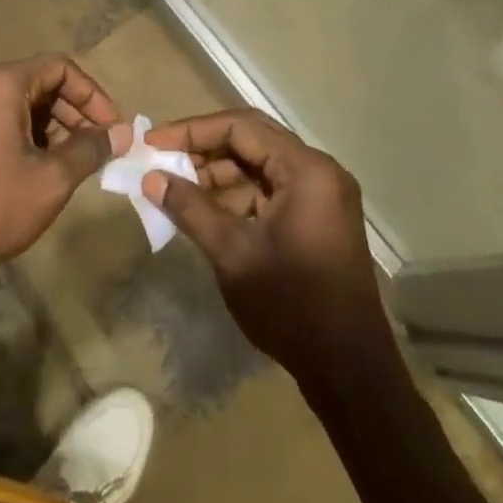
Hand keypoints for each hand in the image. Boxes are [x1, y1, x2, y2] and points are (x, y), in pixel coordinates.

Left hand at [0, 54, 123, 286]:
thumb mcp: (50, 180)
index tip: (112, 129)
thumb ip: (90, 149)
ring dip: (52, 126)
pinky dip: (25, 134)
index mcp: (1, 82)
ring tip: (73, 163)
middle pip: (39, 82)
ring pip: (19, 102)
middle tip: (98, 149)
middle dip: (74, 113)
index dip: (93, 95)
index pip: (60, 67)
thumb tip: (122, 133)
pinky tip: (39, 168)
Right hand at [143, 109, 388, 386]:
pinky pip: (271, 188)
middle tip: (163, 159)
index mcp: (306, 169)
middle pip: (251, 139)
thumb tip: (151, 178)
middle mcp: (319, 170)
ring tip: (177, 187)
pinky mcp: (318, 216)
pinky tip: (206, 209)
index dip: (193, 131)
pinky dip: (238, 194)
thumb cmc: (291, 307)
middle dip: (204, 148)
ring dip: (219, 173)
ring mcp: (322, 194)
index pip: (240, 127)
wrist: (351, 375)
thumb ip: (190, 208)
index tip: (154, 143)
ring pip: (259, 164)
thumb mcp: (232, 254)